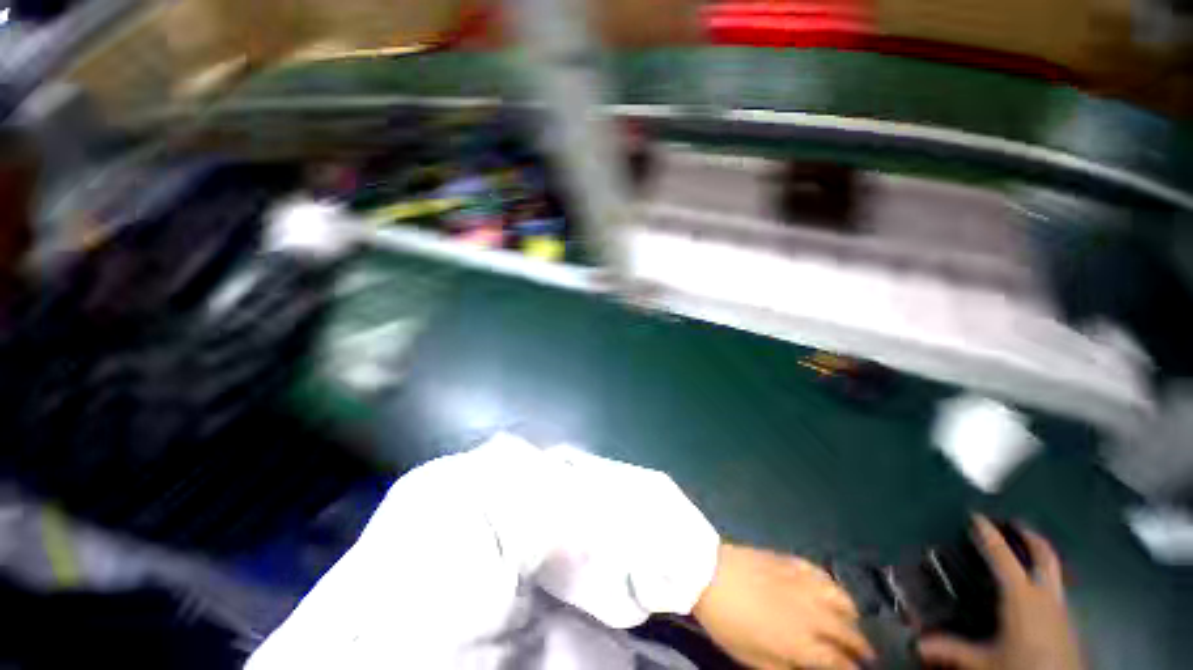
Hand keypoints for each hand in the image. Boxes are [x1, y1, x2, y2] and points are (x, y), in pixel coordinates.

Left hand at [693, 543, 874, 668]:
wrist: (707, 573)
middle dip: (861, 646)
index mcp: (803, 642)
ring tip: (850, 621)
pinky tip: (829, 590)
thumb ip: (787, 669)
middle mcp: (812, 612)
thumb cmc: (728, 622)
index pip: (840, 661)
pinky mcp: (790, 561)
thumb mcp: (754, 659)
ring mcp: (803, 583)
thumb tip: (809, 669)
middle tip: (863, 653)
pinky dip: (832, 585)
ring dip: (851, 614)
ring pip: (842, 599)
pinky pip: (821, 573)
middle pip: (848, 631)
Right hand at [918, 516, 1085, 669]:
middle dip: (1029, 536)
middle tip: (1014, 523)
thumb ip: (954, 649)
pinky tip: (1036, 588)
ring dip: (1040, 555)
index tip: (977, 516)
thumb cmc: (1021, 667)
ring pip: (1054, 571)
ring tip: (1025, 549)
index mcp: (1021, 596)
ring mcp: (1060, 607)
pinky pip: (1056, 588)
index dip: (989, 535)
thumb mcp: (985, 662)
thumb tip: (919, 643)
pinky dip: (1045, 577)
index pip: (1003, 557)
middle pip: (1043, 556)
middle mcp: (1044, 595)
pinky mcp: (1067, 620)